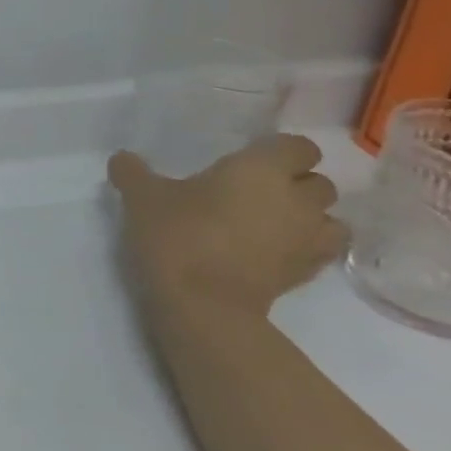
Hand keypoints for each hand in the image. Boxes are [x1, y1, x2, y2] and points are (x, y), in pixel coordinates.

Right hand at [107, 134, 347, 320]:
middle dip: (294, 184)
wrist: (203, 304)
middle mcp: (296, 198)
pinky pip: (319, 251)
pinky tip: (272, 252)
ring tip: (271, 224)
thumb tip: (122, 158)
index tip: (246, 161)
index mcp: (262, 168)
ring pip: (328, 218)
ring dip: (307, 217)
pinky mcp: (307, 274)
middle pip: (318, 182)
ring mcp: (307, 238)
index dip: (276, 151)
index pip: (298, 146)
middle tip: (252, 193)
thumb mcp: (141, 197)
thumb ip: (132, 172)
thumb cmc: (177, 235)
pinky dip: (304, 248)